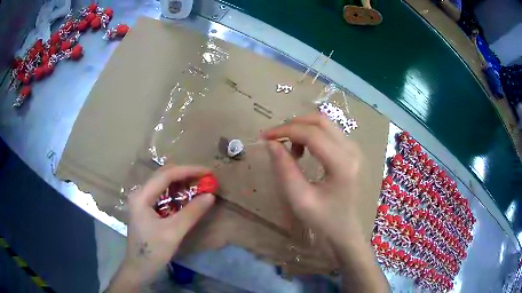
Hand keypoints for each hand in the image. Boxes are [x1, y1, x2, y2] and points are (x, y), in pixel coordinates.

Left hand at [106, 164, 214, 291]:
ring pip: (163, 184)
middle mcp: (140, 193)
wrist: (140, 268)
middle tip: (205, 179)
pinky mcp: (146, 209)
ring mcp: (142, 201)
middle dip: (185, 175)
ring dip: (181, 183)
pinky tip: (187, 197)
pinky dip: (177, 193)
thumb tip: (210, 195)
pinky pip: (163, 195)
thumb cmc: (153, 251)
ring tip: (199, 186)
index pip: (166, 175)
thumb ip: (191, 212)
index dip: (188, 171)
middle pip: (164, 176)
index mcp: (141, 196)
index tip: (208, 172)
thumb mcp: (173, 232)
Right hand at [263, 114, 388, 291]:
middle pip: (319, 121)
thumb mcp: (300, 199)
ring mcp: (354, 149)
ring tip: (289, 149)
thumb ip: (284, 169)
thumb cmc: (324, 220)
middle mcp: (352, 150)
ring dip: (302, 129)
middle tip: (274, 139)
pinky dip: (311, 134)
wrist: (345, 231)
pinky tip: (303, 150)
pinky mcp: (352, 151)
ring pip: (324, 124)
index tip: (264, 137)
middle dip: (293, 125)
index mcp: (342, 164)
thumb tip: (271, 143)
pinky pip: (329, 132)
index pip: (311, 133)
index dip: (285, 130)